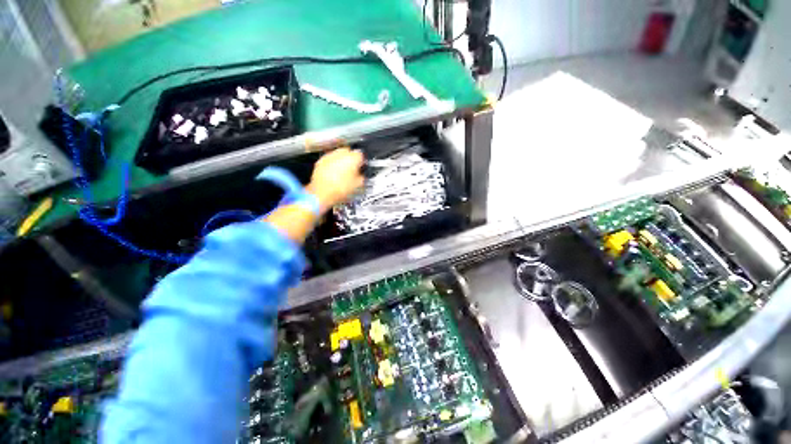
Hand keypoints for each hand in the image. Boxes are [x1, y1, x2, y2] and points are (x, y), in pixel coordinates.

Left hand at [306, 147, 364, 211]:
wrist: (322, 193)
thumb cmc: (340, 189)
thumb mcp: (358, 185)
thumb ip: (362, 176)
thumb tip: (361, 175)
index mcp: (353, 158)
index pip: (361, 155)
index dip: (362, 162)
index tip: (361, 167)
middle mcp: (341, 154)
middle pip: (348, 151)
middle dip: (350, 158)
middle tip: (352, 168)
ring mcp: (329, 156)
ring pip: (338, 154)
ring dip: (341, 160)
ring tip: (342, 171)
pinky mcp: (321, 161)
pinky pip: (329, 159)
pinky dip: (332, 164)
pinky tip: (333, 173)